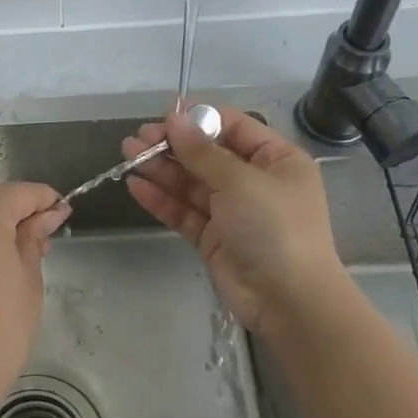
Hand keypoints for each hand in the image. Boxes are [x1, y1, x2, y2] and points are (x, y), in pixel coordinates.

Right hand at [123, 104, 345, 338]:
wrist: (289, 301)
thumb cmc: (274, 227)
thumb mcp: (240, 181)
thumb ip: (201, 152)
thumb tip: (173, 119)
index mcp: (276, 160)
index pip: (233, 127)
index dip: (199, 120)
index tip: (165, 117)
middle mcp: (255, 181)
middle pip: (207, 155)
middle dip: (173, 145)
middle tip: (138, 138)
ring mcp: (233, 211)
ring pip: (191, 182)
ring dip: (161, 168)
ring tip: (128, 154)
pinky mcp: (214, 237)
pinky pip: (184, 211)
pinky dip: (162, 198)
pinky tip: (136, 185)